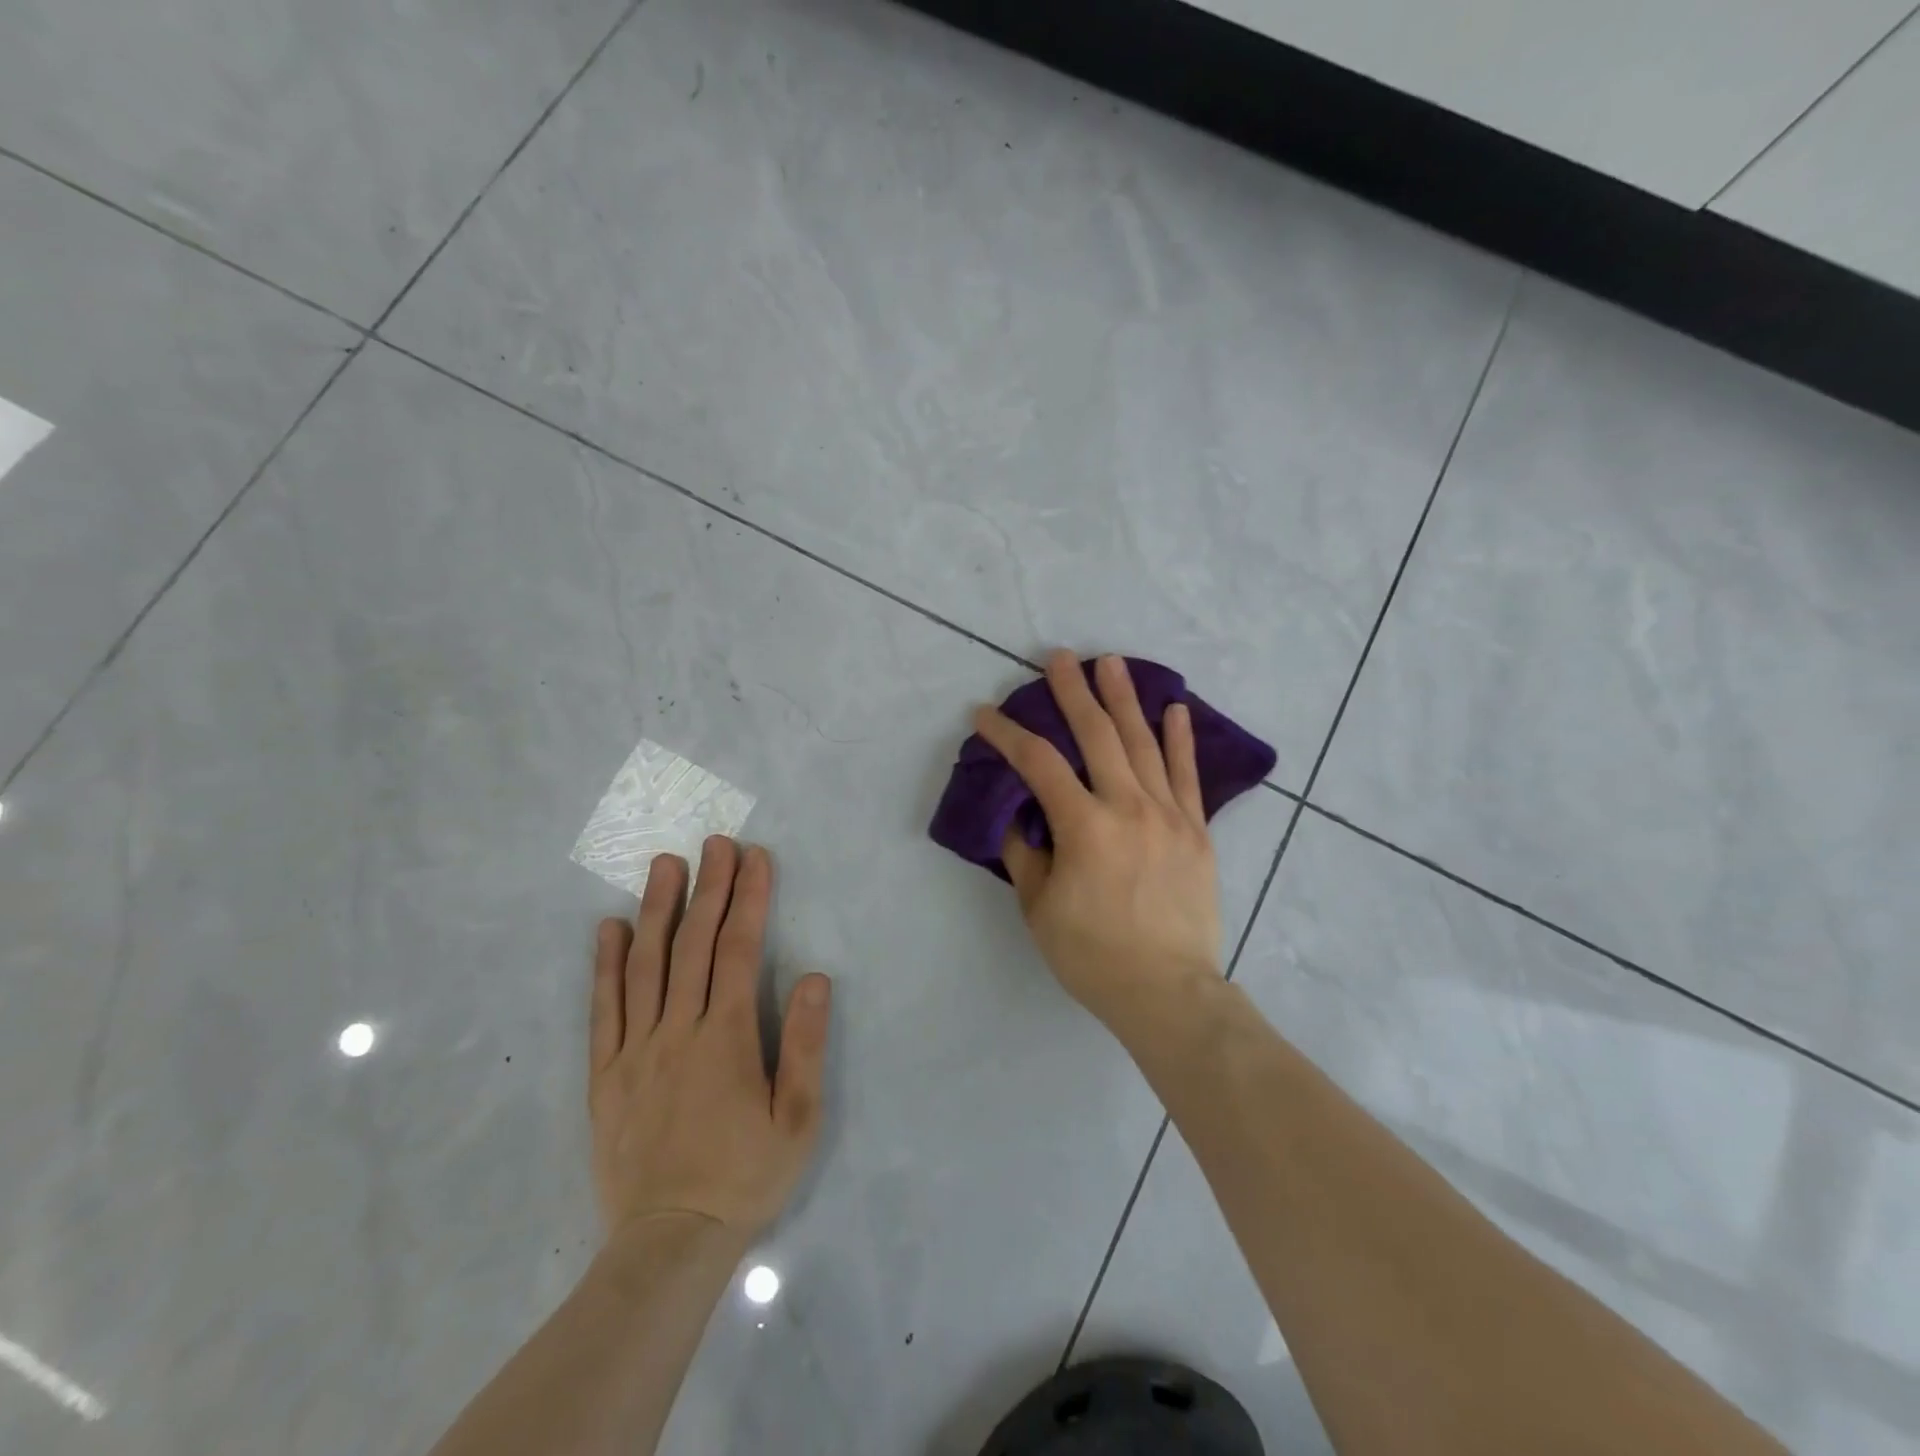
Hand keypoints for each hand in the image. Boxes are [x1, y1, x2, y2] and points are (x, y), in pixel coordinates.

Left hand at [589, 838, 831, 1243]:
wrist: (670, 1243)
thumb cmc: (745, 1177)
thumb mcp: (798, 1119)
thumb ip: (804, 1044)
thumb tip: (812, 976)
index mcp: (726, 1037)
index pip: (738, 950)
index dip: (748, 898)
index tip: (754, 857)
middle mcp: (678, 1030)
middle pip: (693, 944)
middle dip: (709, 887)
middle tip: (715, 842)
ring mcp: (635, 1050)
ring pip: (645, 965)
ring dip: (657, 909)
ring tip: (664, 864)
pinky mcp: (605, 1075)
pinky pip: (603, 1010)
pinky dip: (605, 965)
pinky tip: (609, 929)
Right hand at [974, 651, 1222, 1038]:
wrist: (1167, 992)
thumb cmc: (1092, 955)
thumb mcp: (1039, 908)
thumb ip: (1024, 853)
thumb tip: (1016, 815)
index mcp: (1084, 826)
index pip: (1038, 764)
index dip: (1007, 735)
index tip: (984, 715)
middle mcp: (1128, 807)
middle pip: (1097, 735)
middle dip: (1073, 693)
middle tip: (1059, 658)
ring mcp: (1169, 815)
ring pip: (1144, 744)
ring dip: (1125, 699)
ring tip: (1112, 663)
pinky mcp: (1196, 830)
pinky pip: (1188, 775)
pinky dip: (1181, 740)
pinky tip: (1175, 709)